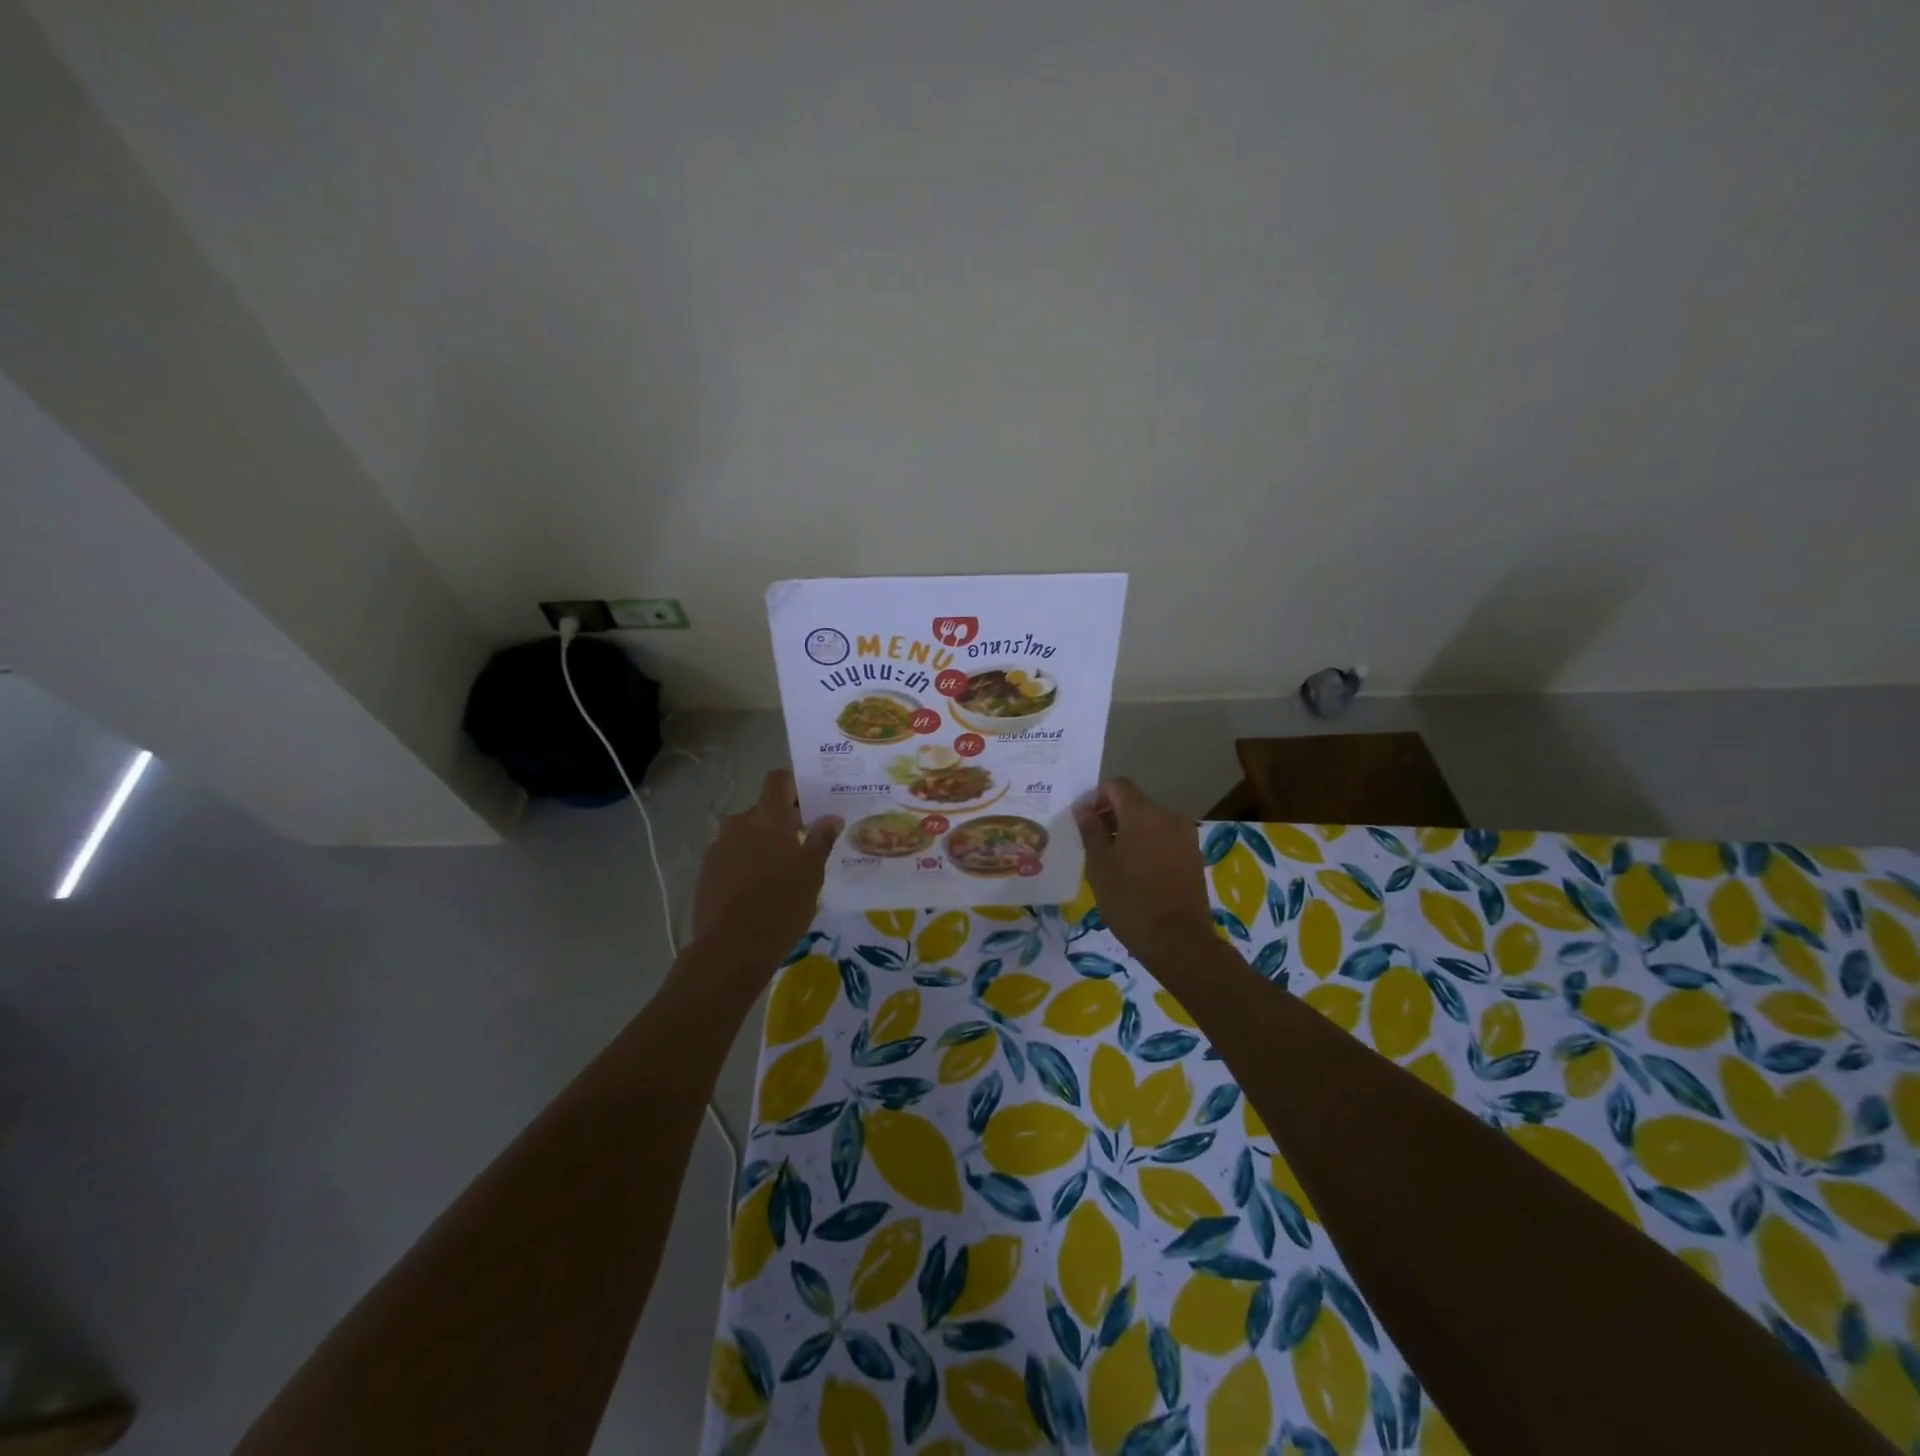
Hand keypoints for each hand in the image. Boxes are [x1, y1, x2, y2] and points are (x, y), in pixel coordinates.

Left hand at [689, 770, 841, 975]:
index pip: (778, 780)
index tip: (809, 805)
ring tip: (779, 874)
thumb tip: (831, 817)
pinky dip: (745, 865)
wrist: (731, 949)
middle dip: (781, 823)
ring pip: (745, 836)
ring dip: (761, 846)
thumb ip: (821, 839)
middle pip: (762, 811)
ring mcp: (717, 848)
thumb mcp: (812, 872)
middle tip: (801, 847)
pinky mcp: (705, 873)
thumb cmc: (781, 905)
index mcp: (767, 818)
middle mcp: (738, 824)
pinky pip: (731, 857)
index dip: (794, 787)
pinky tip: (757, 892)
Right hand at [1074, 778, 1215, 963]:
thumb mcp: (1099, 866)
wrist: (1178, 941)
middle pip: (1135, 802)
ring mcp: (1185, 835)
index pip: (1117, 785)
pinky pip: (1165, 838)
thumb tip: (1083, 807)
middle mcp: (1168, 816)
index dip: (1097, 797)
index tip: (1086, 823)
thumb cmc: (1130, 901)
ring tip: (1116, 863)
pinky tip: (1138, 873)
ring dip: (1131, 832)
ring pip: (1150, 821)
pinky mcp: (1194, 855)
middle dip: (1113, 816)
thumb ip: (1091, 831)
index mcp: (1142, 813)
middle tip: (1096, 846)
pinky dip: (1148, 845)